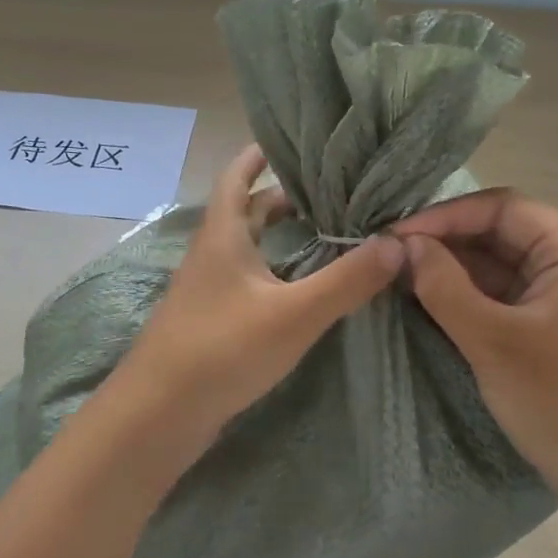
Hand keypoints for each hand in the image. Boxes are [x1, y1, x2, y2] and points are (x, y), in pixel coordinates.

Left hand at [109, 144, 404, 464]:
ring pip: (248, 247)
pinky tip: (301, 287)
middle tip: (330, 192)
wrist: (159, 414)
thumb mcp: (294, 313)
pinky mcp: (211, 320)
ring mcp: (207, 289)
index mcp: (223, 234)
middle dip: (283, 197)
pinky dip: (274, 270)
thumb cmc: (222, 348)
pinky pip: (247, 279)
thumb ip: (347, 280)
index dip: (260, 154)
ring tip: (326, 233)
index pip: (237, 175)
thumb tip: (398, 243)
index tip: (294, 142)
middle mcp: (211, 253)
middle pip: (246, 210)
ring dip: (280, 235)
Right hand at [393, 190, 557, 499]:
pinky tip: (434, 301)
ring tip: (404, 276)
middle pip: (503, 232)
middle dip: (447, 241)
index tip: (396, 235)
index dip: (446, 215)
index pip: (503, 208)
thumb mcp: (493, 342)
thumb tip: (406, 244)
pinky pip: (509, 294)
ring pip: (503, 264)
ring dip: (456, 268)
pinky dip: (472, 294)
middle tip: (393, 256)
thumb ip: (444, 286)